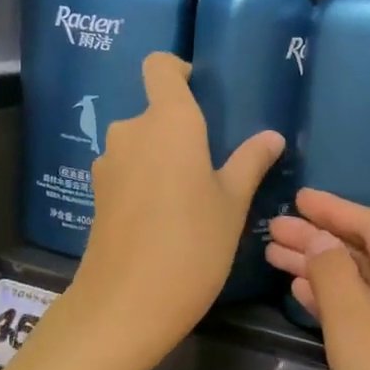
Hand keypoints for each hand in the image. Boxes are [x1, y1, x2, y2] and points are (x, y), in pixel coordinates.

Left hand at [65, 54, 282, 369]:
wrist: (126, 304)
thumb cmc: (193, 245)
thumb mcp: (232, 204)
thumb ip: (250, 162)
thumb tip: (272, 136)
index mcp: (169, 122)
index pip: (160, 66)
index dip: (178, 70)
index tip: (201, 91)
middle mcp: (132, 131)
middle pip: (155, 112)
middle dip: (182, 131)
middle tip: (215, 166)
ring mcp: (109, 163)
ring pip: (142, 145)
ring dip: (164, 160)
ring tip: (193, 198)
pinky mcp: (97, 194)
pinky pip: (128, 172)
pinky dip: (147, 182)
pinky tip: (166, 219)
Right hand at [265, 189, 369, 369]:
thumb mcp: (358, 335)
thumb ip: (336, 279)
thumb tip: (318, 238)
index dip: (335, 210)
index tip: (296, 198)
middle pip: (369, 257)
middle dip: (321, 240)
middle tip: (272, 231)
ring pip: (365, 289)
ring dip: (323, 271)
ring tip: (275, 257)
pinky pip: (366, 321)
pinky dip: (335, 306)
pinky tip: (304, 298)